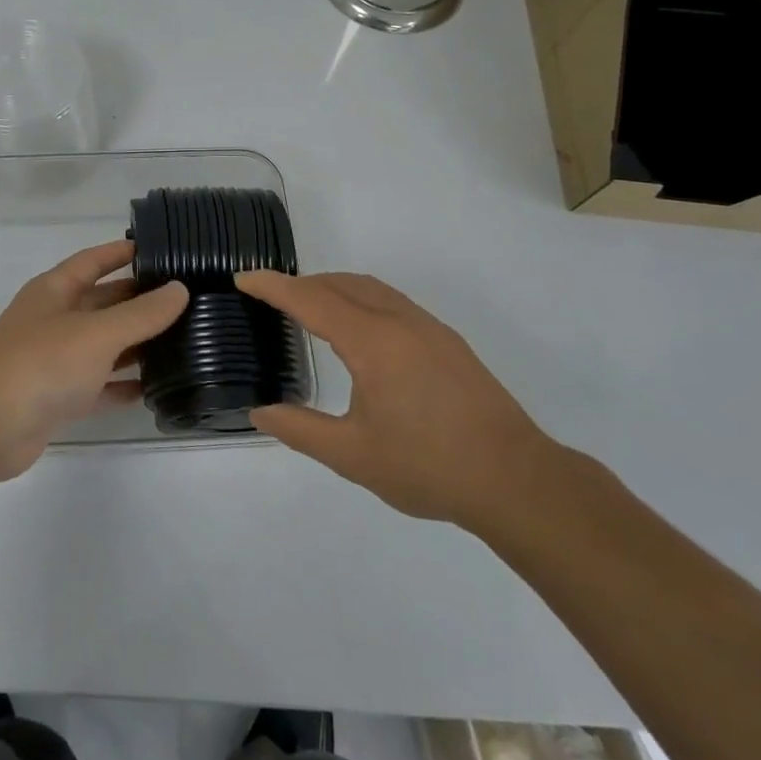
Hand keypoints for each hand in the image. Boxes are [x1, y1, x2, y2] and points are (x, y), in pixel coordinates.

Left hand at [0, 241, 187, 482]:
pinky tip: (153, 389)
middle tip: (185, 300)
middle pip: (102, 302)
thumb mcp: (97, 333)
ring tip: (182, 341)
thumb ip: (141, 313)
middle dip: (138, 300)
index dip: (122, 252)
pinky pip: (96, 385)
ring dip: (135, 344)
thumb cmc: (40, 364)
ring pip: (102, 345)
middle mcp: (53, 319)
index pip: (93, 260)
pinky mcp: (56, 397)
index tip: (159, 248)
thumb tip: (179, 289)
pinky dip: (121, 385)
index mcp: (54, 290)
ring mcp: (53, 359)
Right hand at [238, 271, 561, 531]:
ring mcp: (429, 328)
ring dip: (334, 288)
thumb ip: (300, 430)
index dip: (273, 286)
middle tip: (270, 298)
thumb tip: (259, 413)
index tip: (243, 278)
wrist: (517, 481)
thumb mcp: (352, 456)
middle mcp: (399, 321)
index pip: (310, 299)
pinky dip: (361, 299)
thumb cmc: (428, 466)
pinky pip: (392, 302)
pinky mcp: (448, 342)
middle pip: (340, 284)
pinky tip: (360, 331)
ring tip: (309, 307)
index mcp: (372, 341)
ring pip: (370, 289)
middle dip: (301, 283)